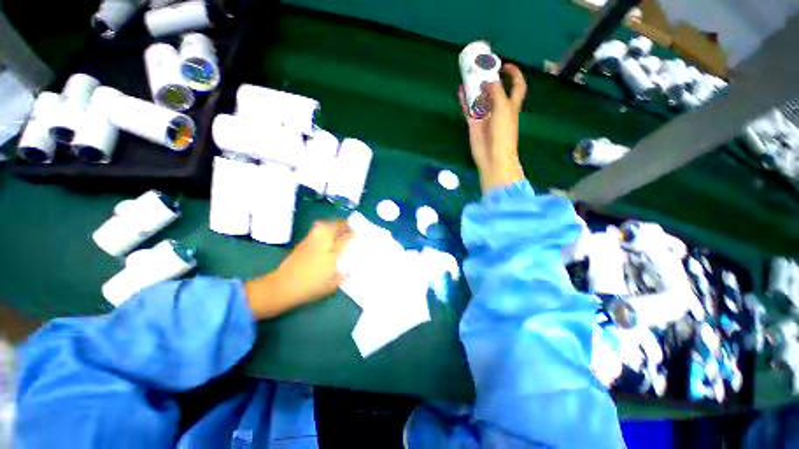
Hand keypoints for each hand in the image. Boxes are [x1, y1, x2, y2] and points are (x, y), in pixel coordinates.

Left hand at [245, 221, 353, 318]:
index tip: (356, 234)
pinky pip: (315, 230)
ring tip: (338, 227)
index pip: (343, 241)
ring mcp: (310, 243)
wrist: (282, 287)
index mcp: (330, 257)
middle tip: (349, 227)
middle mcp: (321, 246)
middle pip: (333, 228)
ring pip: (323, 226)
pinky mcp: (302, 243)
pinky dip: (323, 228)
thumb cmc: (308, 289)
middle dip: (342, 225)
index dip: (351, 235)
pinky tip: (325, 233)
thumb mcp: (329, 288)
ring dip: (332, 224)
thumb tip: (348, 273)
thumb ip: (341, 278)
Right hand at [460, 63, 527, 192]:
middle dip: (489, 79)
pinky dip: (465, 101)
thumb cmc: (504, 132)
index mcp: (511, 105)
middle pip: (495, 91)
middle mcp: (499, 109)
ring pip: (480, 100)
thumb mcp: (504, 108)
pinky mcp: (474, 125)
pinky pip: (469, 110)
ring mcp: (485, 117)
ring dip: (475, 89)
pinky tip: (461, 92)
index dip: (514, 74)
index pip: (517, 86)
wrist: (493, 156)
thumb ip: (496, 92)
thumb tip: (488, 80)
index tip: (505, 65)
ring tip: (468, 76)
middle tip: (480, 68)